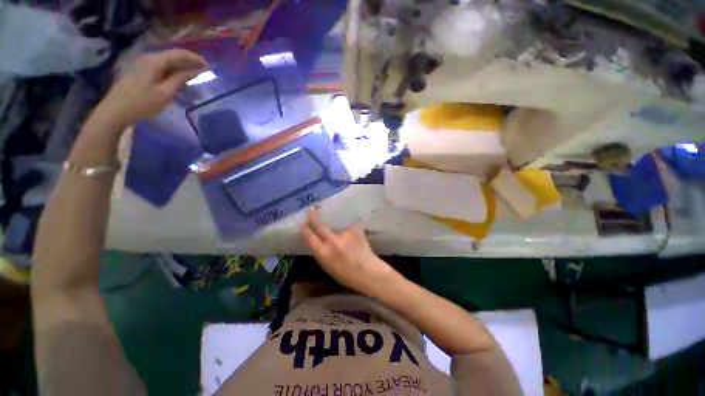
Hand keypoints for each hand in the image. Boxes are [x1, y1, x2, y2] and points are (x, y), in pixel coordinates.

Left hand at [94, 49, 207, 128]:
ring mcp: (143, 64)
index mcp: (155, 61)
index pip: (179, 54)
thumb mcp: (165, 93)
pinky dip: (173, 72)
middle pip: (173, 56)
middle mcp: (149, 58)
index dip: (195, 59)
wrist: (116, 110)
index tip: (208, 67)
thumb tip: (197, 71)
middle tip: (204, 72)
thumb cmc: (142, 103)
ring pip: (167, 62)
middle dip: (189, 63)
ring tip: (194, 77)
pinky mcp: (141, 71)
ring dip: (182, 68)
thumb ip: (181, 79)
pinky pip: (161, 68)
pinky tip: (179, 80)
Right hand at [300, 210, 396, 296]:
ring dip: (340, 233)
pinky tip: (356, 243)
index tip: (303, 225)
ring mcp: (344, 234)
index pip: (310, 237)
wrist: (369, 272)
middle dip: (313, 218)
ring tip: (349, 244)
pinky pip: (348, 230)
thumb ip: (322, 252)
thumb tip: (317, 240)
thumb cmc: (347, 275)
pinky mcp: (355, 229)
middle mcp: (332, 241)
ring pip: (337, 229)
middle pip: (319, 226)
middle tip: (311, 212)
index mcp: (323, 254)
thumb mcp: (328, 267)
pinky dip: (350, 235)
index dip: (305, 230)